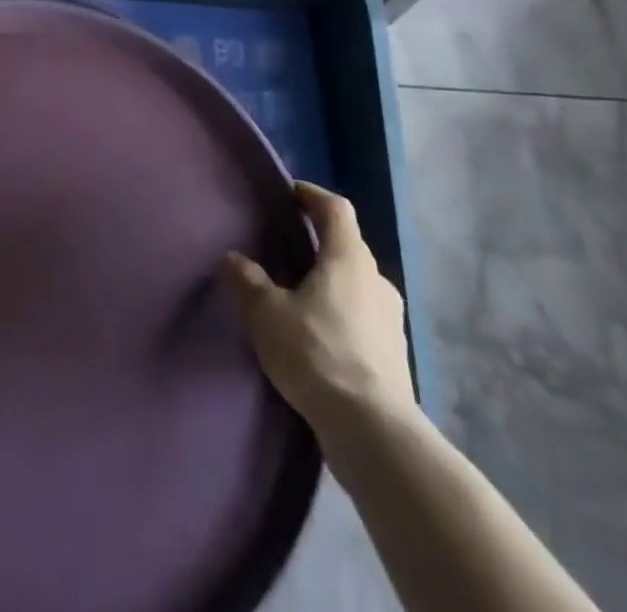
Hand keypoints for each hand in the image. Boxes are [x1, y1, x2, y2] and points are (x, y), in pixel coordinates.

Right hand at [220, 182, 415, 453]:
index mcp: (348, 258)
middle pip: (347, 246)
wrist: (373, 431)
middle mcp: (376, 280)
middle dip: (318, 242)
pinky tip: (317, 337)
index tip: (290, 194)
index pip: (336, 209)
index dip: (312, 196)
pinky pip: (362, 318)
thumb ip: (246, 280)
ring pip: (356, 284)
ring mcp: (390, 320)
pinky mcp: (393, 356)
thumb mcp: (266, 313)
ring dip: (330, 282)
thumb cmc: (317, 354)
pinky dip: (340, 315)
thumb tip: (233, 259)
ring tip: (298, 296)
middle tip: (286, 248)